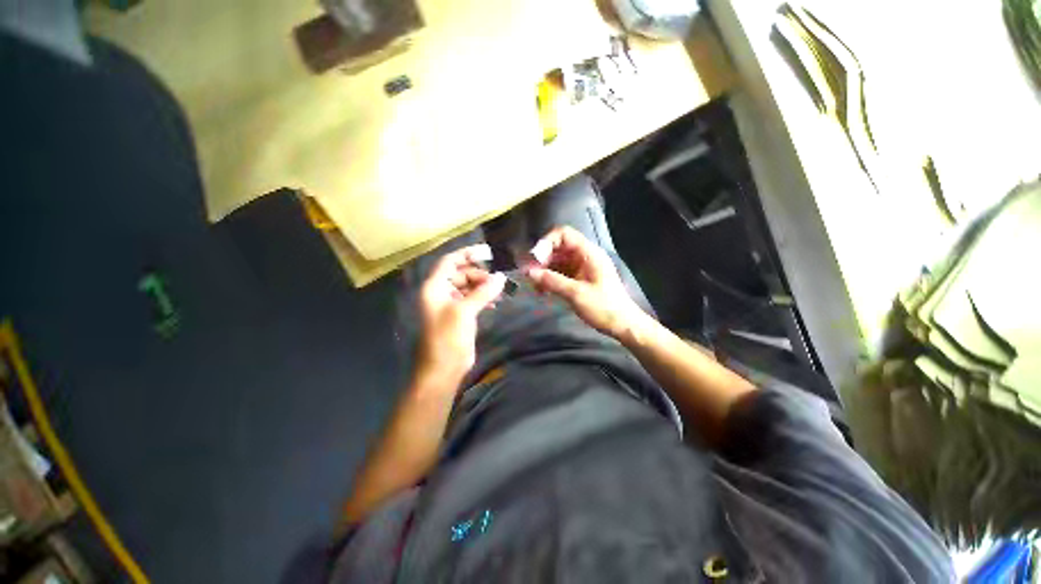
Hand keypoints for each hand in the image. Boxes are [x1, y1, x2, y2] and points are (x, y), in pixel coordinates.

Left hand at [416, 244, 505, 385]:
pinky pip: (471, 299)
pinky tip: (494, 301)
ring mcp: (449, 305)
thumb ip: (483, 292)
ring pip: (467, 287)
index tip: (488, 252)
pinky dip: (482, 297)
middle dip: (479, 274)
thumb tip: (502, 277)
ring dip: (483, 286)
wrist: (443, 369)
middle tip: (497, 280)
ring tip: (499, 290)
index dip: (467, 254)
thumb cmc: (448, 338)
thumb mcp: (465, 311)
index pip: (450, 262)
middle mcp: (440, 293)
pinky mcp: (459, 316)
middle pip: (460, 274)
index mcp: (435, 287)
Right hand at [526, 226, 646, 339]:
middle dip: (542, 259)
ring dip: (544, 271)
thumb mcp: (576, 294)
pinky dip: (550, 279)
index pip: (564, 234)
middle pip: (558, 248)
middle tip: (530, 275)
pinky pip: (560, 273)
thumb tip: (528, 272)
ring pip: (557, 261)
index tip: (534, 259)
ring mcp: (581, 268)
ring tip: (535, 287)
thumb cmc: (603, 307)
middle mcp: (584, 256)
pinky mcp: (579, 279)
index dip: (547, 242)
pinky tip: (543, 291)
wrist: (622, 325)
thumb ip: (552, 281)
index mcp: (589, 253)